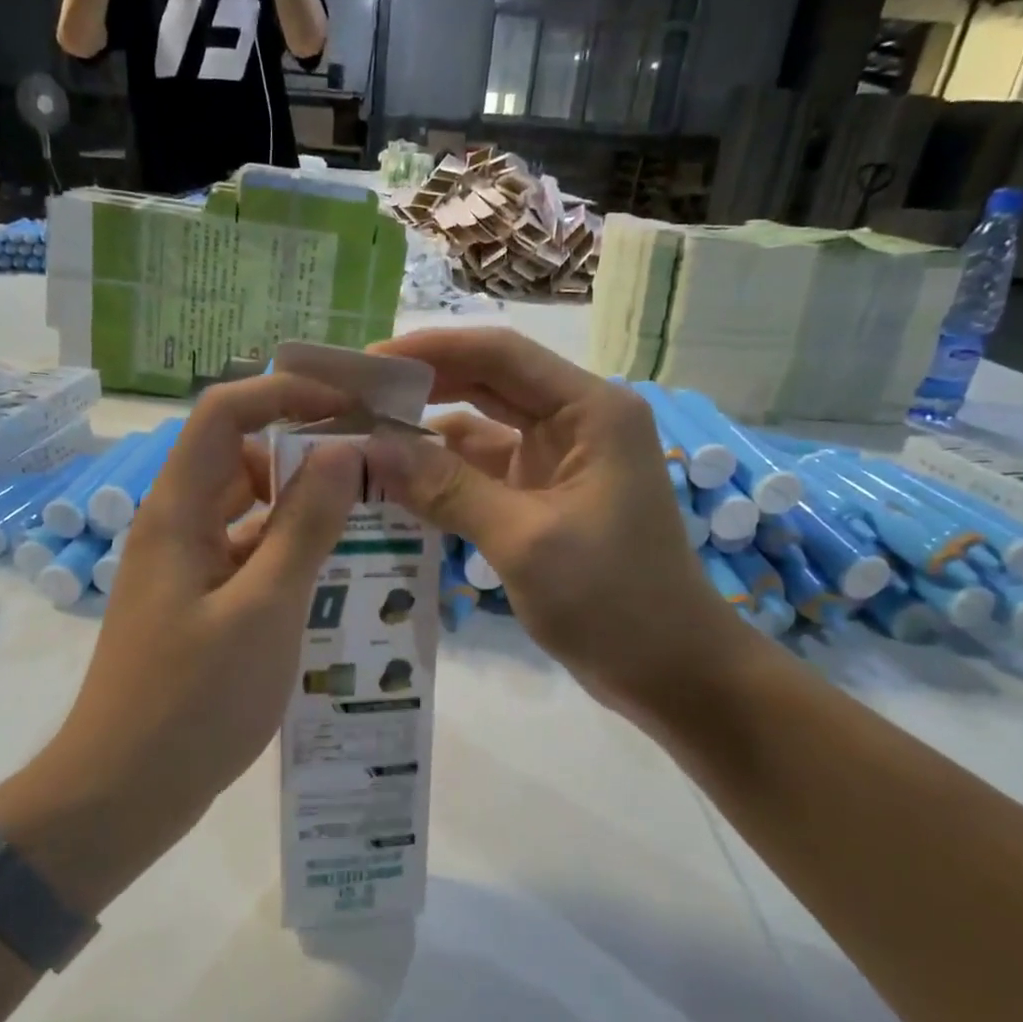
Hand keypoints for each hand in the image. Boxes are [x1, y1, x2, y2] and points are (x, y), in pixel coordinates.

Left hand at [0, 375, 360, 912]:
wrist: (123, 793)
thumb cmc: (193, 701)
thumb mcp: (264, 609)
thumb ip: (304, 526)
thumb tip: (341, 451)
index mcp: (178, 511)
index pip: (225, 413)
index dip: (286, 393)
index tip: (351, 406)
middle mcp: (177, 529)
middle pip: (240, 460)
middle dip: (305, 453)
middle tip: (375, 470)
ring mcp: (187, 572)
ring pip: (249, 514)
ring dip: (303, 511)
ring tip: (370, 522)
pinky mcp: (200, 610)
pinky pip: (249, 561)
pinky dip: (289, 558)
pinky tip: (337, 579)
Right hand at [363, 328, 761, 727]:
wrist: (669, 670)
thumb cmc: (613, 601)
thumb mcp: (525, 540)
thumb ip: (448, 490)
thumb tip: (371, 447)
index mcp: (589, 411)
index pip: (500, 356)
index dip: (430, 350)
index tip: (365, 362)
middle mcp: (574, 425)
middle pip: (488, 386)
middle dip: (423, 388)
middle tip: (353, 399)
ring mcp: (558, 465)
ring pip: (481, 434)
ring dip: (427, 439)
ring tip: (361, 443)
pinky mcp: (543, 503)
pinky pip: (484, 477)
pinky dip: (444, 480)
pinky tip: (397, 488)